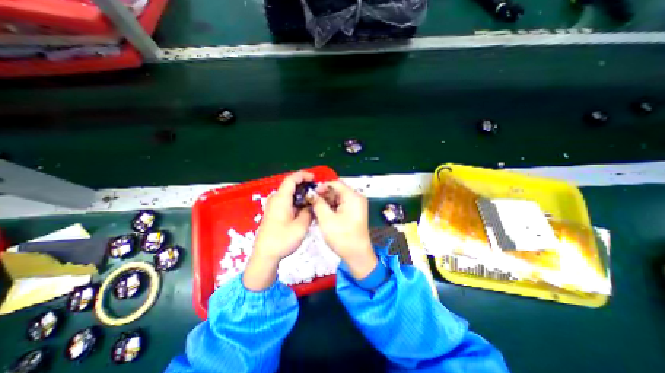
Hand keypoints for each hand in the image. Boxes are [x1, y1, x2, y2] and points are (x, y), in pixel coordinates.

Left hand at [244, 172, 313, 291]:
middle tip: (317, 190)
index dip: (303, 175)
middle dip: (304, 185)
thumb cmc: (282, 240)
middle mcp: (275, 199)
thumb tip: (311, 205)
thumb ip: (309, 211)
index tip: (314, 178)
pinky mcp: (274, 213)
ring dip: (301, 194)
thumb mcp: (301, 226)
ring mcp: (274, 206)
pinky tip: (305, 207)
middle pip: (290, 185)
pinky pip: (287, 201)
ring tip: (313, 198)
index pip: (291, 179)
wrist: (265, 255)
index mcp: (281, 199)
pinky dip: (297, 201)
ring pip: (289, 194)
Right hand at [310, 180, 375, 279]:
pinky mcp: (355, 212)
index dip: (322, 187)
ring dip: (327, 202)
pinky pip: (342, 204)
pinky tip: (324, 213)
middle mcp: (357, 198)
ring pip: (339, 198)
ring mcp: (357, 205)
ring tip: (316, 209)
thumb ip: (318, 203)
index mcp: (353, 196)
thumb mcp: (326, 219)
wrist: (357, 255)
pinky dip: (333, 207)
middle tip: (312, 203)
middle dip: (324, 195)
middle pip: (338, 190)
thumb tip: (310, 193)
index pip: (335, 183)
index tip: (311, 194)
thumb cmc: (342, 237)